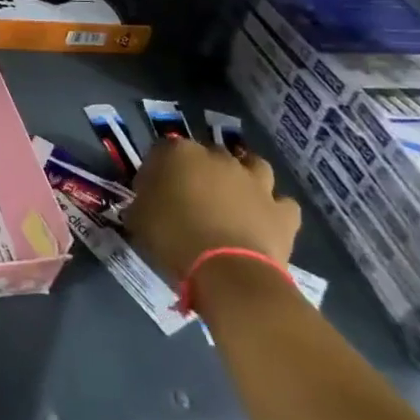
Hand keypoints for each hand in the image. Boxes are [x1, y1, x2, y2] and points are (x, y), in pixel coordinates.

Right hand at [124, 138, 300, 283]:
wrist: (226, 270)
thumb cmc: (173, 238)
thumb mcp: (138, 218)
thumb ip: (142, 202)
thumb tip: (145, 203)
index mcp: (179, 154)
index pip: (162, 150)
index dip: (157, 169)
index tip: (151, 190)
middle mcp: (219, 158)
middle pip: (209, 154)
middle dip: (201, 170)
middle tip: (192, 195)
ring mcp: (256, 182)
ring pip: (254, 166)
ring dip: (245, 177)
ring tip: (234, 198)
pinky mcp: (282, 211)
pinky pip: (281, 203)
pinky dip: (273, 209)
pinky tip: (264, 220)